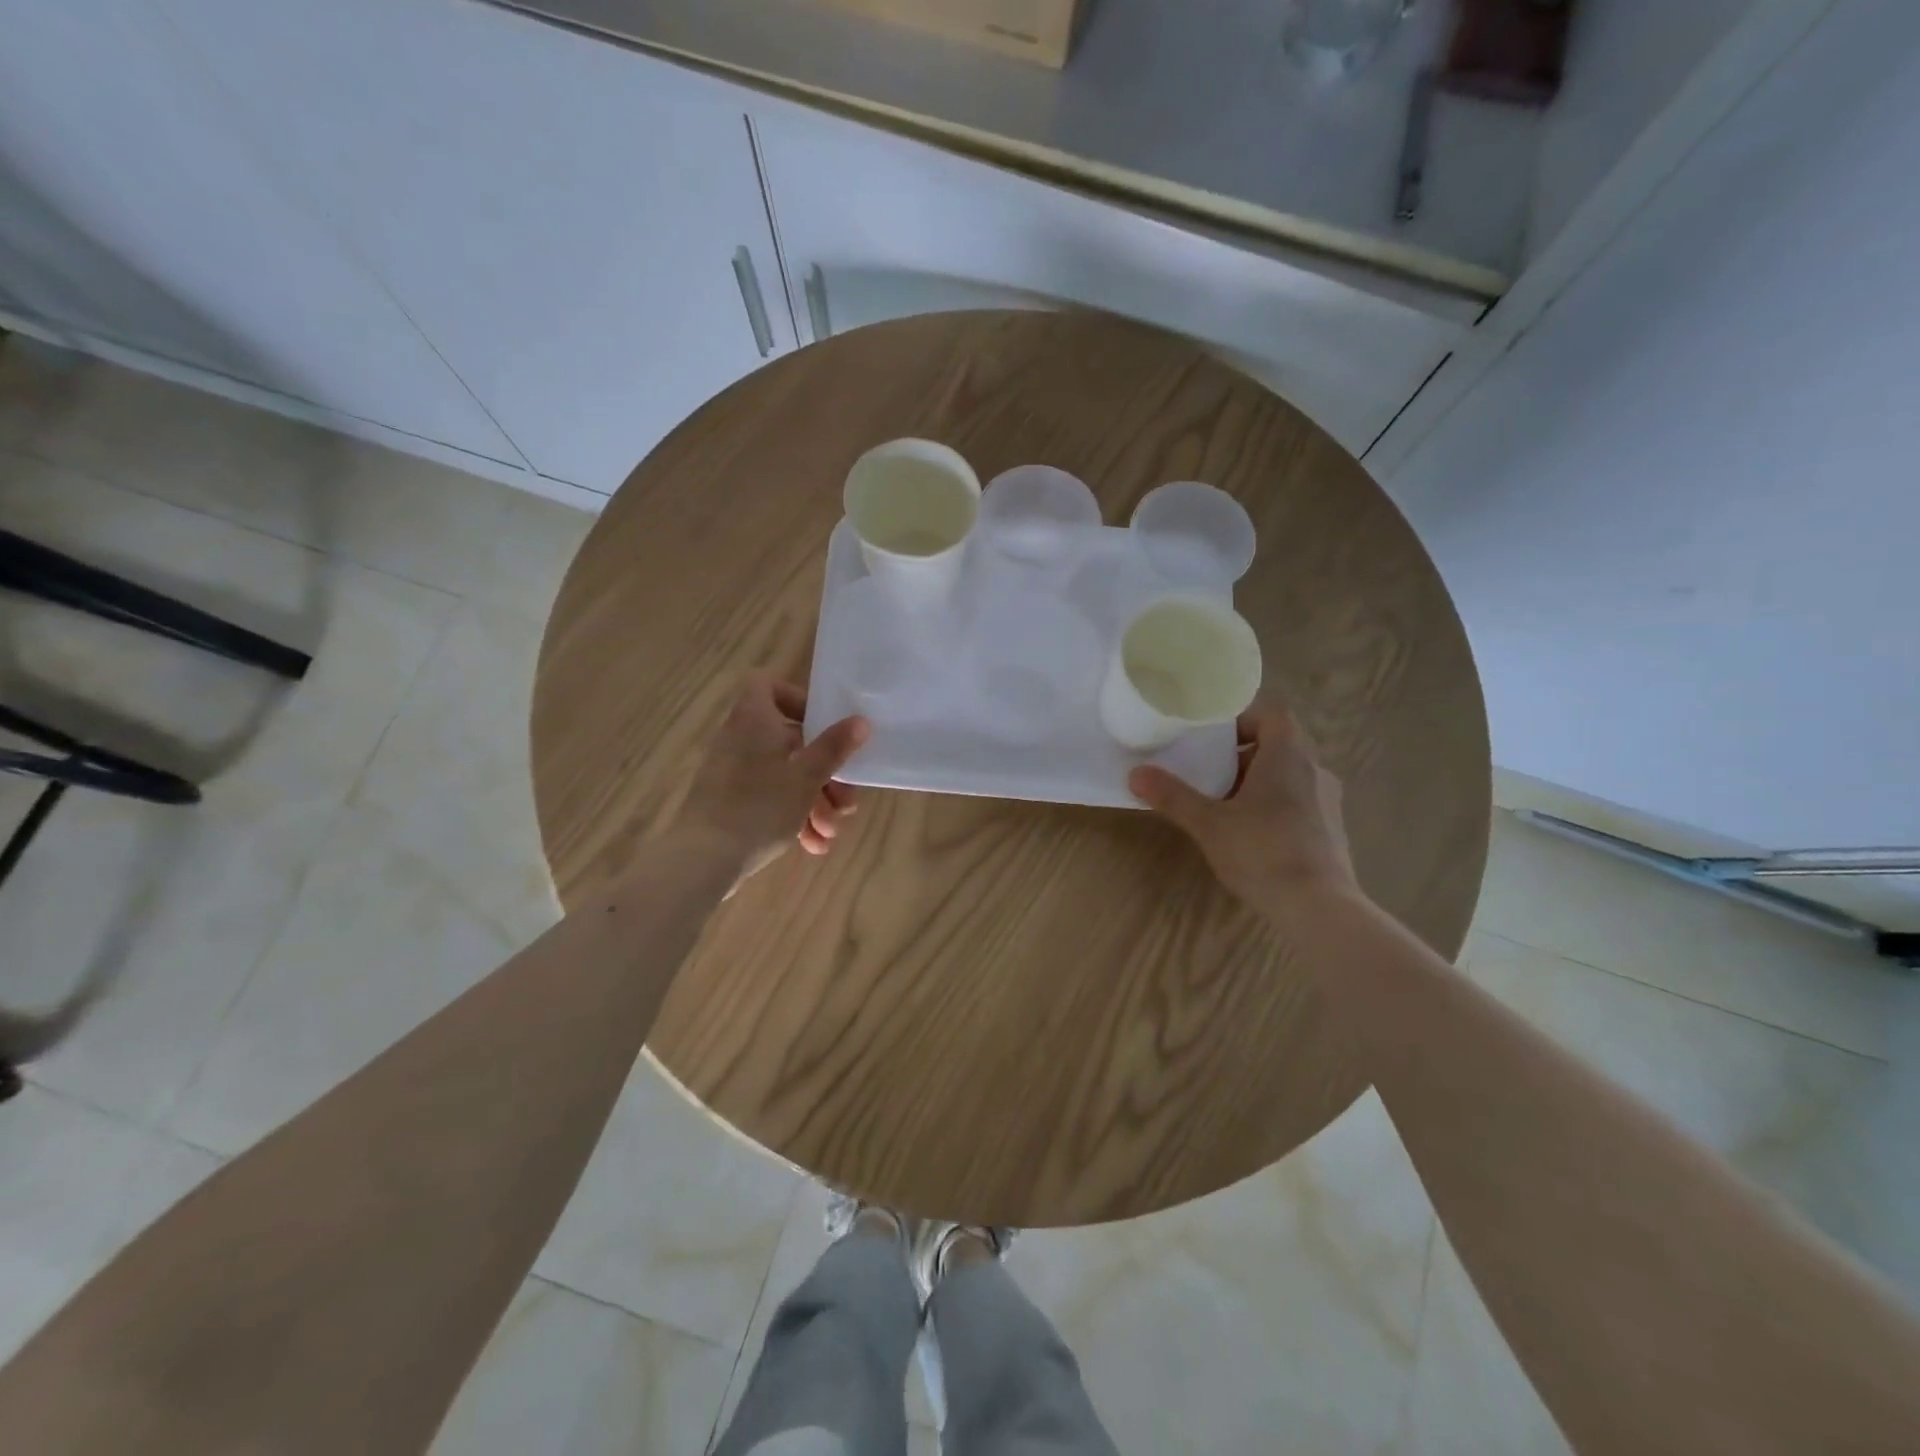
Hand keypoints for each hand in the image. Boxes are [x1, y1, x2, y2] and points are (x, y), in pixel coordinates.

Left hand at [678, 674, 869, 881]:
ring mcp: (734, 774)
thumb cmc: (759, 807)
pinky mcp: (731, 804)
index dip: (799, 699)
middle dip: (825, 774)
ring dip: (815, 802)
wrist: (702, 862)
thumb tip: (860, 721)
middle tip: (846, 801)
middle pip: (791, 742)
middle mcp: (741, 740)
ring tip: (831, 832)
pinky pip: (770, 800)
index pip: (768, 686)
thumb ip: (834, 748)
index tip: (826, 726)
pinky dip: (794, 817)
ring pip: (785, 776)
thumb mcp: (806, 777)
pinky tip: (814, 846)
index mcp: (754, 721)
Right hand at [1128, 699, 1359, 912]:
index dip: (1242, 716)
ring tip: (1224, 803)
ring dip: (1257, 780)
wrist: (1320, 909)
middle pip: (1279, 743)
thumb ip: (1173, 796)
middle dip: (1242, 752)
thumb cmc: (1263, 853)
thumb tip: (1135, 774)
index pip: (1272, 712)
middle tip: (1208, 769)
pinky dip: (1274, 804)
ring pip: (1289, 773)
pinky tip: (1251, 833)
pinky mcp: (1332, 829)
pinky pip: (1300, 800)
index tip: (1212, 735)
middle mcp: (1315, 769)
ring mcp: (1328, 801)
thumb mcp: (1208, 824)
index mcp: (1287, 756)